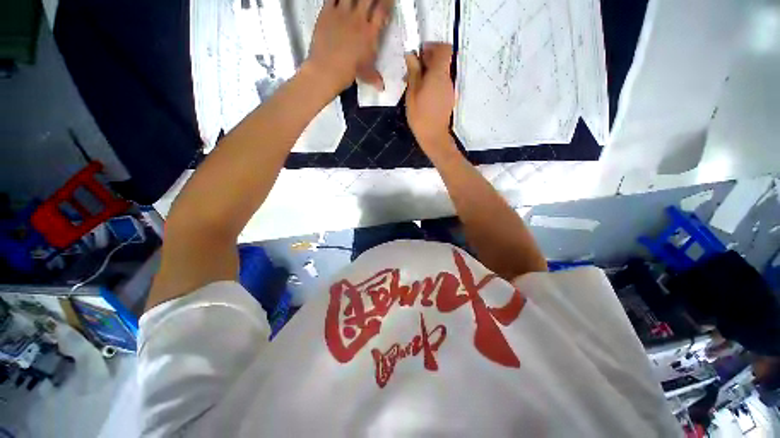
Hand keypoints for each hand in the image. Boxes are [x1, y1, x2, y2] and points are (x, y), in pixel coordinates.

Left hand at [307, 0, 392, 93]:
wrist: (327, 69)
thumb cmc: (349, 72)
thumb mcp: (365, 75)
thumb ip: (375, 78)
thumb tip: (382, 88)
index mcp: (370, 34)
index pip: (382, 11)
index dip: (387, 2)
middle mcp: (358, 19)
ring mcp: (342, 13)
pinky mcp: (327, 12)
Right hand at [405, 43, 455, 150]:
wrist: (433, 136)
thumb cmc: (420, 115)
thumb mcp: (412, 93)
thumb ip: (413, 72)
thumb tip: (411, 55)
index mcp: (439, 74)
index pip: (444, 49)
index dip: (433, 47)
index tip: (420, 54)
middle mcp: (448, 79)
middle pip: (442, 61)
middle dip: (427, 61)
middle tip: (412, 71)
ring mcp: (450, 89)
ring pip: (440, 73)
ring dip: (428, 73)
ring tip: (414, 84)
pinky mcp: (448, 99)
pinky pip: (441, 84)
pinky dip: (432, 83)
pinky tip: (421, 94)